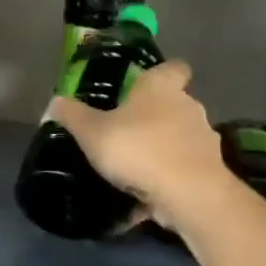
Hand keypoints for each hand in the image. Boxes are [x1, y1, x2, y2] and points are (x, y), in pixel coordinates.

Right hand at [45, 60, 234, 229]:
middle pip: (174, 104)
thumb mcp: (91, 132)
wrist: (189, 194)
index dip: (160, 74)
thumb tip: (55, 101)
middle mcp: (188, 106)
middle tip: (125, 131)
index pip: (173, 67)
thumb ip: (72, 115)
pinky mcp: (209, 171)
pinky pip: (182, 170)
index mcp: (161, 88)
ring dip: (161, 149)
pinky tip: (144, 199)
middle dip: (153, 117)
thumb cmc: (138, 148)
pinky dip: (167, 180)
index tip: (141, 86)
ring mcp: (203, 139)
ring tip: (133, 170)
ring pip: (179, 138)